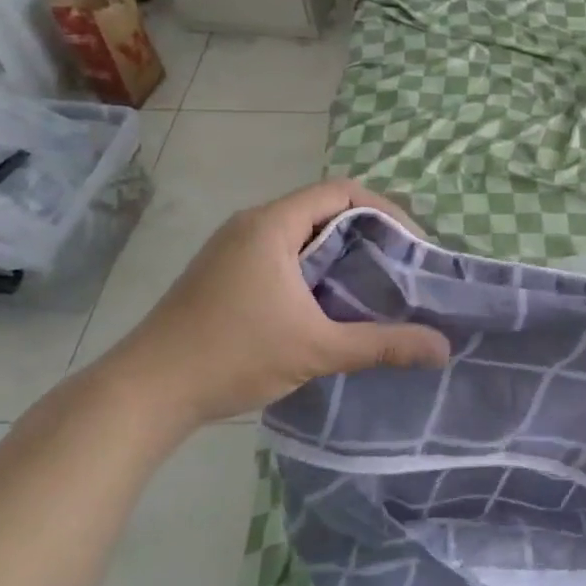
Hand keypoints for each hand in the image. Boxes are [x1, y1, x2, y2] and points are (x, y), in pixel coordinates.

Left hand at [94, 179, 450, 430]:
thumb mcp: (317, 349)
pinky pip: (282, 253)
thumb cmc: (232, 355)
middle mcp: (252, 224)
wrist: (142, 393)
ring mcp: (233, 248)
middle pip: (324, 209)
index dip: (386, 210)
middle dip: (368, 233)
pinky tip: (328, 302)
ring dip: (340, 252)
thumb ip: (382, 344)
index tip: (412, 244)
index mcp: (272, 225)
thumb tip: (442, 348)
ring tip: (373, 284)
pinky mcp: (223, 273)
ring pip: (302, 233)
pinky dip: (314, 267)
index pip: (343, 191)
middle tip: (401, 266)